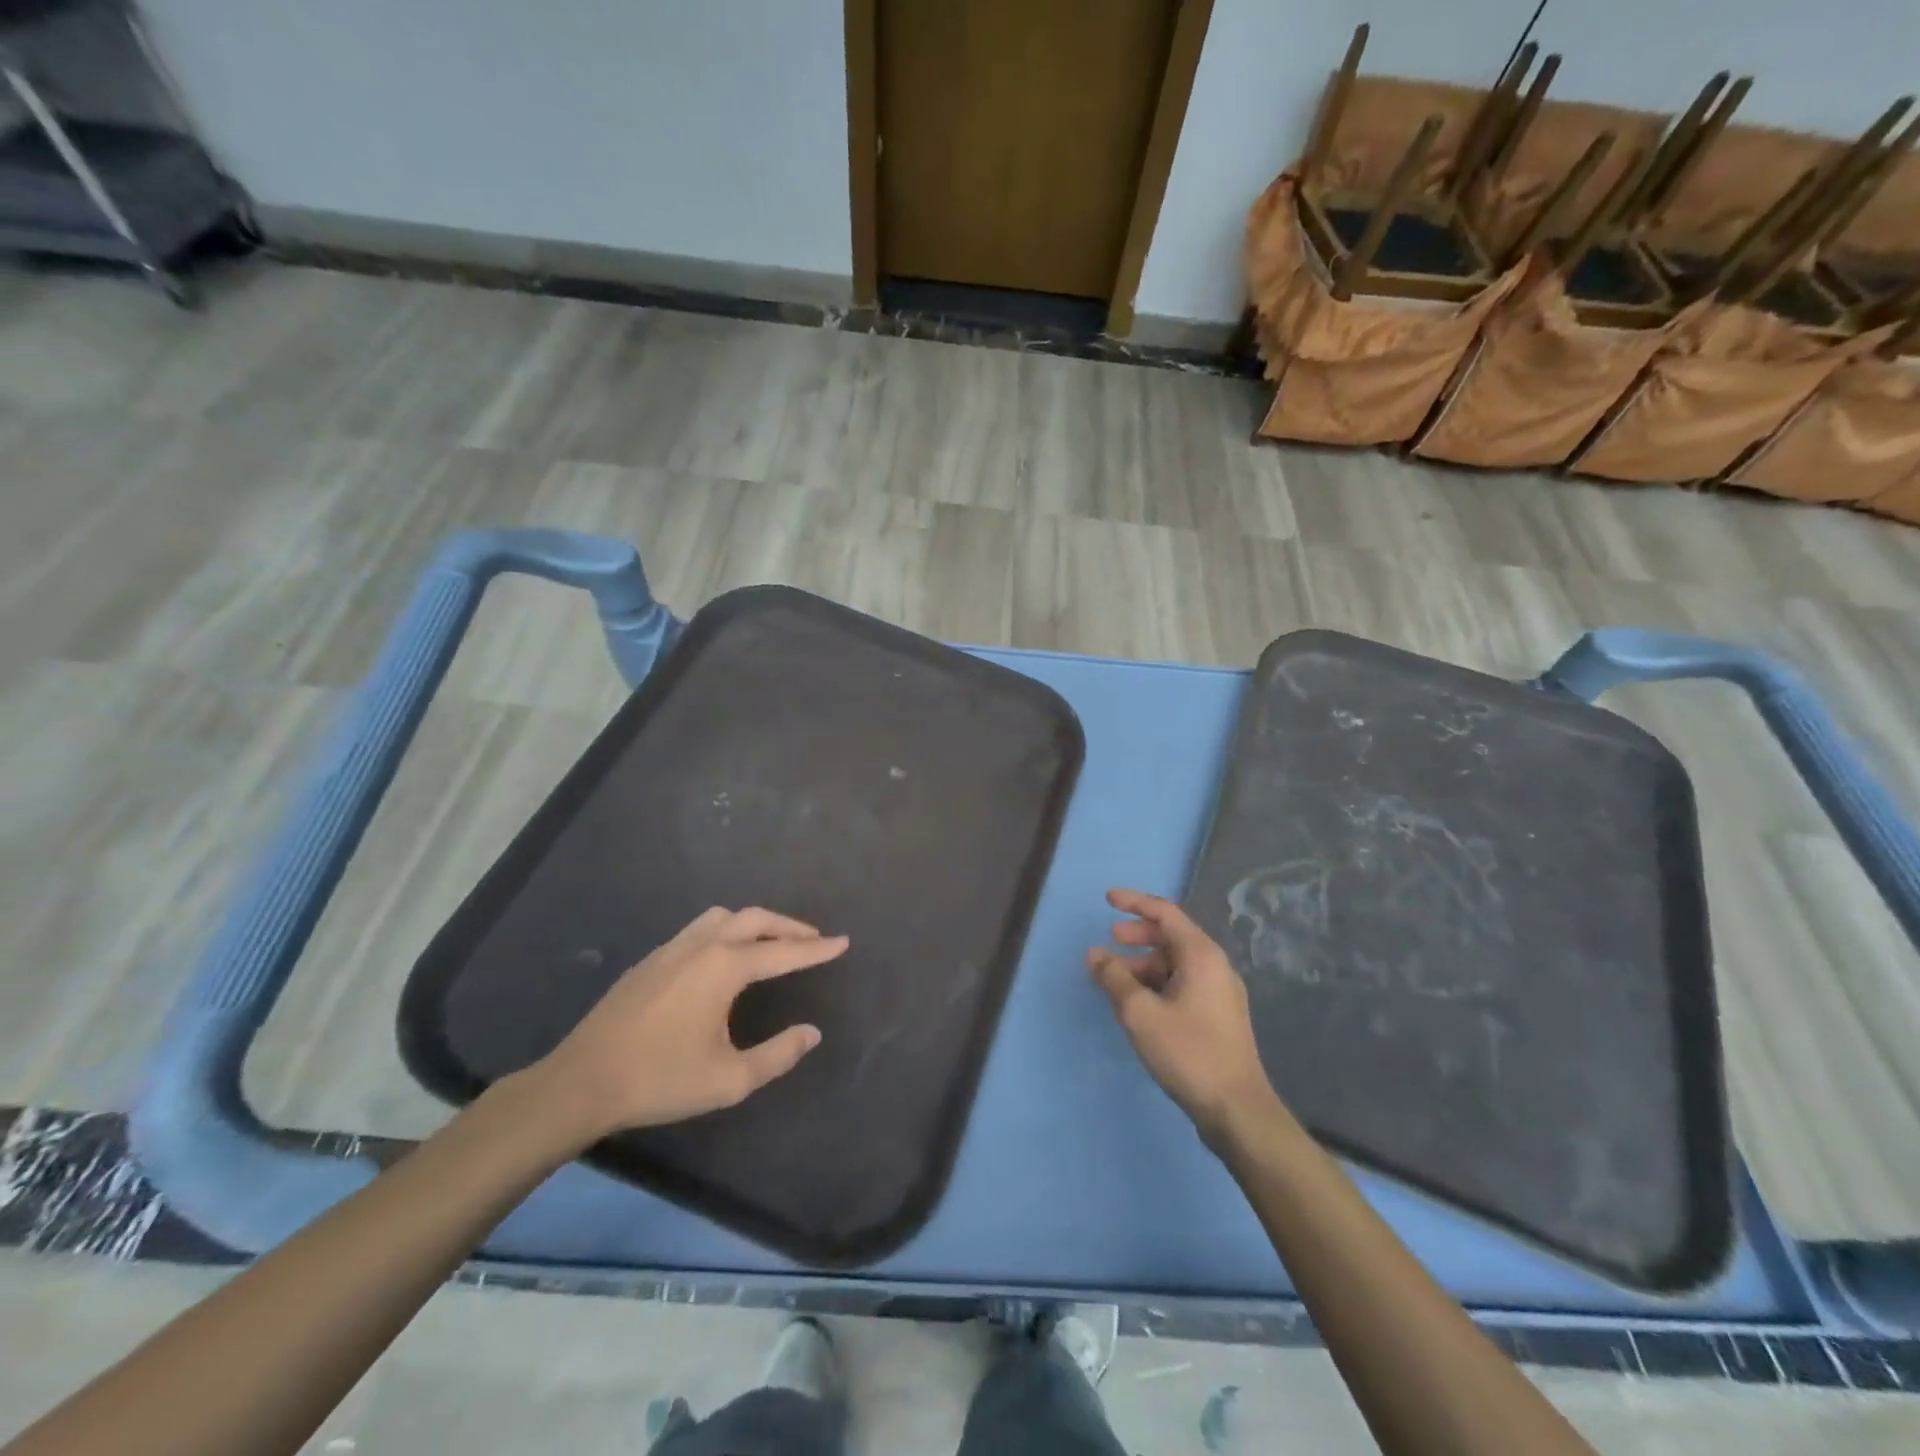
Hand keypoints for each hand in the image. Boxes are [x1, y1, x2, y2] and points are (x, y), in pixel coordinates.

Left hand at [533, 907, 846, 1141]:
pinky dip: (728, 929)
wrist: (581, 1082)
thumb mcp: (729, 1080)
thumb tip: (811, 1032)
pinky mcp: (652, 959)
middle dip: (790, 927)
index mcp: (724, 968)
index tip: (843, 942)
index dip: (817, 949)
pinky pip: (701, 927)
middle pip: (755, 919)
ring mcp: (672, 948)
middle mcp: (702, 945)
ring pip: (725, 916)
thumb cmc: (659, 1080)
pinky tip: (726, 955)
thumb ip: (778, 1054)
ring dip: (756, 922)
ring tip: (773, 941)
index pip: (784, 952)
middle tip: (814, 939)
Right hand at [1088, 889, 1276, 1144]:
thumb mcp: (1140, 1013)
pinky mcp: (1218, 1016)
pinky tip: (1138, 1002)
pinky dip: (1157, 983)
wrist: (1237, 1110)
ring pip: (1176, 963)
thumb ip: (1114, 978)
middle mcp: (1215, 966)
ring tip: (1116, 978)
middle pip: (1172, 936)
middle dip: (1138, 934)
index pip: (1165, 913)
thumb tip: (1095, 955)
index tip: (1107, 899)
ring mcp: (1220, 992)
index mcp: (1201, 955)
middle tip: (1111, 939)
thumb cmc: (1189, 1052)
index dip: (1135, 902)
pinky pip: (1182, 983)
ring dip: (1144, 963)